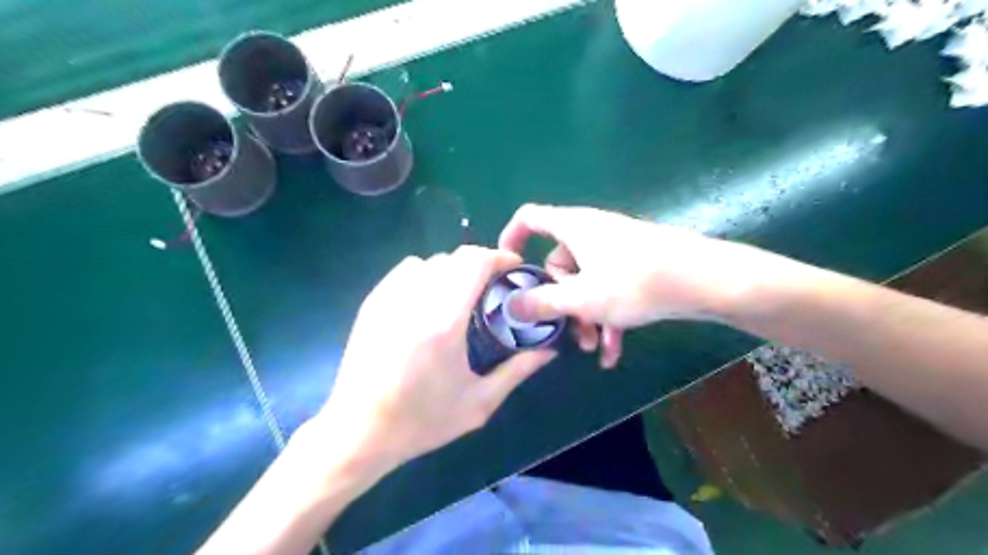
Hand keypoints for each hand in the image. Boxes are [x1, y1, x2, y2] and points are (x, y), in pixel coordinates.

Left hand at [309, 245, 554, 476]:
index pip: (474, 263)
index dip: (499, 257)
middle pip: (454, 258)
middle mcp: (416, 300)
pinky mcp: (373, 303)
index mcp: (444, 322)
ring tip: (461, 295)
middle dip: (480, 264)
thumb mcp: (479, 402)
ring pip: (430, 262)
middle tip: (493, 287)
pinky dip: (426, 274)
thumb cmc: (422, 421)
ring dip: (453, 270)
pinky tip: (429, 301)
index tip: (514, 268)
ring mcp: (389, 298)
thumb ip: (518, 370)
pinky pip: (406, 270)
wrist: (359, 432)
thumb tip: (549, 350)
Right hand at [503, 204, 762, 367]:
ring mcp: (617, 248)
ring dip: (585, 314)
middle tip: (565, 330)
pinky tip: (615, 351)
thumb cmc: (634, 282)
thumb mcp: (581, 298)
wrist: (705, 280)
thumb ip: (542, 303)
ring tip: (593, 347)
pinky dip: (608, 314)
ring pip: (586, 280)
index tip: (507, 267)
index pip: (530, 218)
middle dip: (559, 299)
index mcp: (573, 227)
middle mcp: (592, 232)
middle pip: (559, 261)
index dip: (512, 237)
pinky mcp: (637, 263)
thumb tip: (509, 307)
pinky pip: (610, 287)